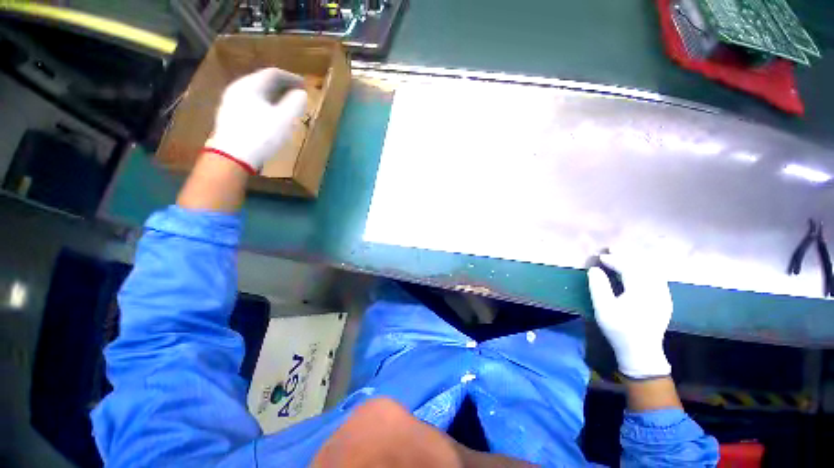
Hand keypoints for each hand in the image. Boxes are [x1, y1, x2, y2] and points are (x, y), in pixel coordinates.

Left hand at [205, 68, 307, 173]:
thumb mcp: (284, 119)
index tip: (304, 84)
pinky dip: (264, 104)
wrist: (233, 156)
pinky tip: (270, 115)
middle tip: (296, 93)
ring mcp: (231, 102)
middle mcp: (237, 88)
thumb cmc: (261, 135)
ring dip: (273, 96)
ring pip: (256, 93)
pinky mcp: (229, 116)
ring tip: (285, 104)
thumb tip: (301, 94)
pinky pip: (251, 103)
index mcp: (250, 85)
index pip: (272, 73)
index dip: (290, 77)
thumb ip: (295, 104)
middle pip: (262, 81)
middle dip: (281, 86)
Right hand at [587, 251, 672, 378]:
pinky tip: (637, 269)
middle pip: (643, 266)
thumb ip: (598, 287)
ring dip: (637, 260)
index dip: (615, 260)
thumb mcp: (603, 309)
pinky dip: (646, 269)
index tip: (601, 256)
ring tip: (623, 255)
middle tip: (612, 249)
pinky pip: (657, 277)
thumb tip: (594, 269)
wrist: (641, 351)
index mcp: (641, 292)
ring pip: (653, 270)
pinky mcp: (665, 300)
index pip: (629, 268)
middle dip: (627, 255)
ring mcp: (663, 295)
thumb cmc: (619, 330)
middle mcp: (656, 290)